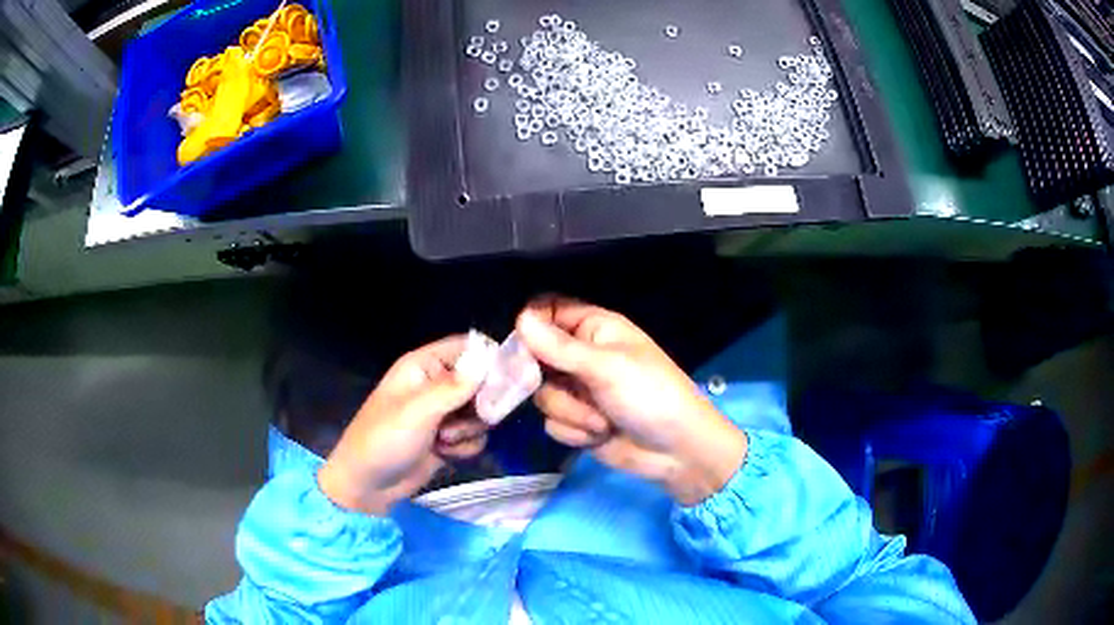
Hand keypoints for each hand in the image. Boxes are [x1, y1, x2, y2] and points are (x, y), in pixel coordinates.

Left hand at [317, 336, 487, 515]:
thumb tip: (488, 359)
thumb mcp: (417, 411)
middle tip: (476, 417)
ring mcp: (443, 413)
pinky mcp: (449, 439)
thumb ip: (454, 387)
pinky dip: (466, 446)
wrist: (367, 486)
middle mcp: (437, 384)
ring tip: (444, 440)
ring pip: (482, 412)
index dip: (489, 359)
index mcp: (424, 366)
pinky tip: (445, 454)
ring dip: (470, 429)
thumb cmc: (384, 439)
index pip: (467, 347)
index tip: (508, 379)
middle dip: (481, 403)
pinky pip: (476, 436)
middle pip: (482, 381)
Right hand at [516, 296, 748, 505]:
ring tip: (602, 420)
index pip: (548, 311)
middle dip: (550, 380)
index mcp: (594, 328)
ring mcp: (578, 391)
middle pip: (536, 356)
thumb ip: (560, 347)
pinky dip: (574, 431)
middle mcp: (581, 356)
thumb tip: (520, 320)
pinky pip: (552, 422)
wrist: (676, 451)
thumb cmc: (650, 395)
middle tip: (565, 387)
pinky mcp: (577, 422)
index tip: (522, 346)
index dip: (530, 325)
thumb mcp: (607, 367)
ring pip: (543, 395)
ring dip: (571, 412)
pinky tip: (599, 436)